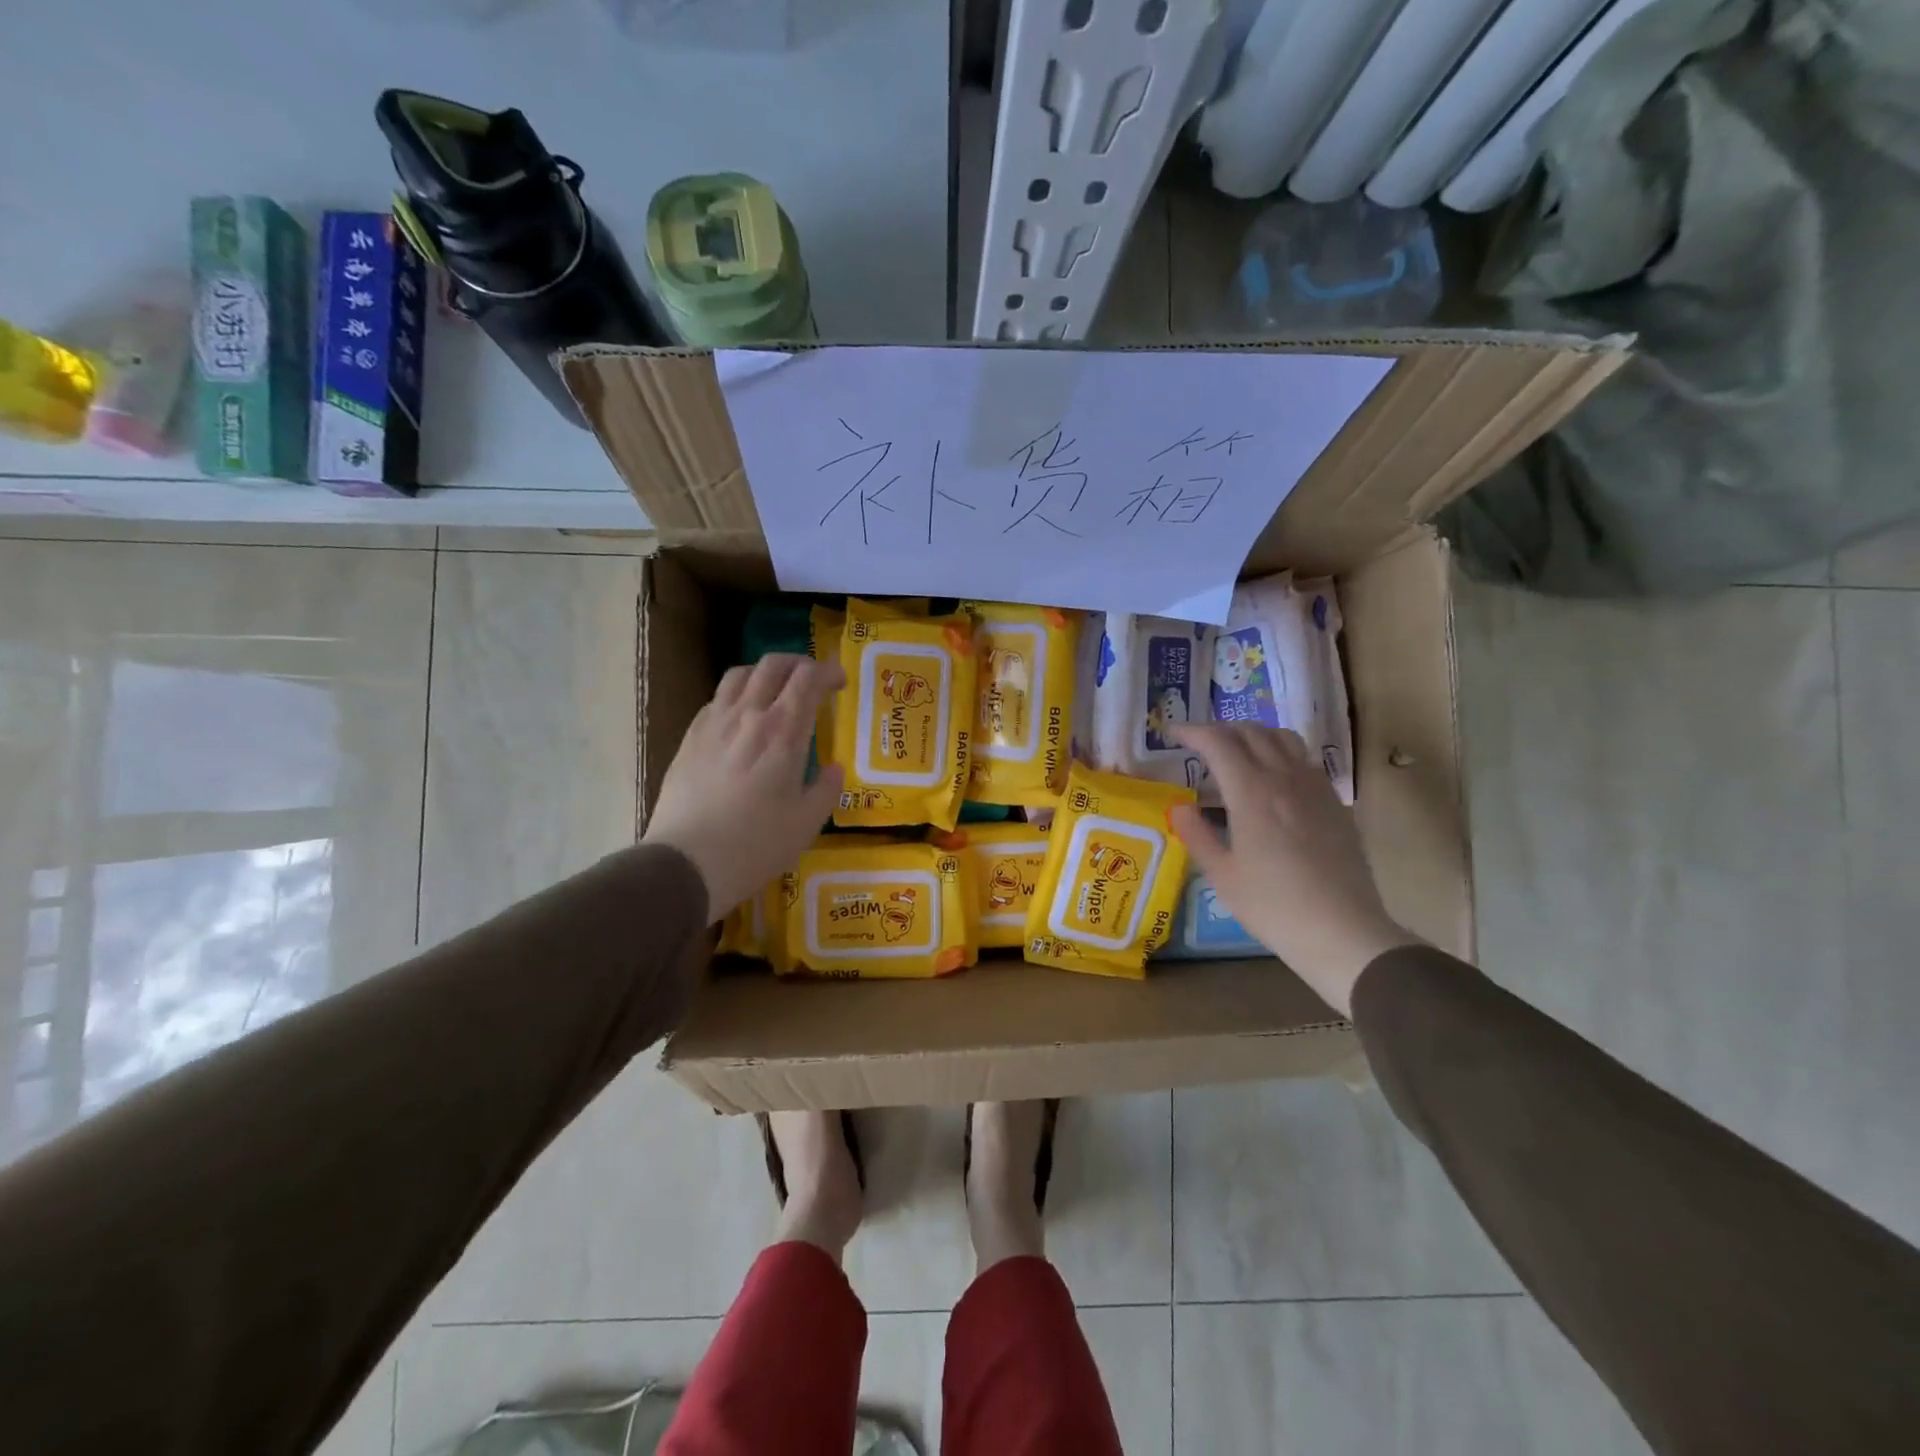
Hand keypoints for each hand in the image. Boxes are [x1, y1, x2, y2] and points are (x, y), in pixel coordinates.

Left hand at [642, 654, 844, 923]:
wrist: (687, 862)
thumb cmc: (756, 844)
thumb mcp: (807, 823)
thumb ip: (826, 790)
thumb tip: (833, 769)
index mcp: (783, 732)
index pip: (808, 678)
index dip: (828, 671)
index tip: (840, 681)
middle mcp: (748, 716)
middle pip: (773, 665)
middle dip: (799, 663)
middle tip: (812, 679)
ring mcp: (713, 724)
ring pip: (739, 675)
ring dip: (764, 673)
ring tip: (775, 690)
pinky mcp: (689, 738)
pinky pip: (716, 700)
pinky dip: (736, 695)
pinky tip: (740, 719)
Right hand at [1168, 723, 1416, 1015]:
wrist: (1342, 931)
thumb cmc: (1273, 906)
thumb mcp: (1222, 875)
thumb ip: (1197, 834)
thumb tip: (1179, 806)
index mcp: (1251, 792)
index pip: (1218, 742)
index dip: (1191, 731)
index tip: (1171, 733)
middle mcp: (1284, 778)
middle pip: (1251, 732)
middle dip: (1219, 730)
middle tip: (1198, 744)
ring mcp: (1315, 787)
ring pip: (1282, 738)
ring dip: (1253, 734)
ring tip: (1236, 751)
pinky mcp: (1334, 803)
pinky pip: (1304, 759)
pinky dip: (1280, 753)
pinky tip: (1273, 778)